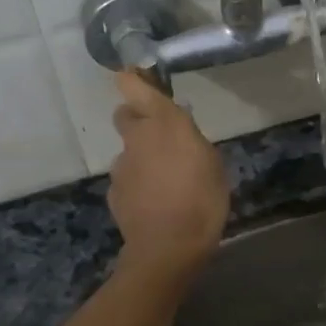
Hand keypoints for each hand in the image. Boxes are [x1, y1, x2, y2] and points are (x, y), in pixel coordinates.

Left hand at [108, 71, 228, 277]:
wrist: (168, 247)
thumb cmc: (202, 199)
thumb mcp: (212, 163)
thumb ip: (192, 140)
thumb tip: (181, 133)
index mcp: (163, 123)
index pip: (132, 86)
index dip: (132, 79)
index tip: (139, 77)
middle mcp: (136, 138)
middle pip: (125, 115)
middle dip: (139, 120)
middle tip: (162, 137)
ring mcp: (121, 166)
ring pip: (128, 151)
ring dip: (142, 158)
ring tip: (166, 181)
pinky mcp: (114, 193)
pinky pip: (127, 180)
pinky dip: (138, 185)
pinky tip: (156, 203)